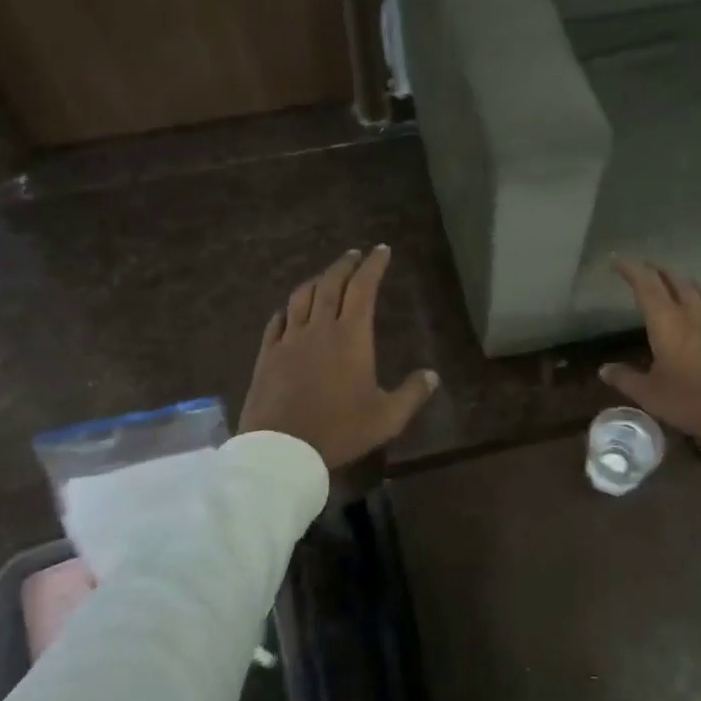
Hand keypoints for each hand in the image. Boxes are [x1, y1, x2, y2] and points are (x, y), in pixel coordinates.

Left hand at [239, 246, 438, 468]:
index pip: (364, 287)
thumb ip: (411, 394)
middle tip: (355, 254)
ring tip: (325, 275)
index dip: (373, 265)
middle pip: (331, 284)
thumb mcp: (386, 418)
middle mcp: (319, 328)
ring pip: (301, 297)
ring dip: (316, 280)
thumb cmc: (339, 430)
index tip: (382, 250)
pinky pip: (277, 321)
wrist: (282, 449)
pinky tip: (289, 310)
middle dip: (345, 264)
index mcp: (351, 337)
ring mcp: (290, 340)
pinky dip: (288, 309)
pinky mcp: (267, 355)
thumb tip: (432, 375)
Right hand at [599, 257, 700, 448]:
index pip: (646, 284)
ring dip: (679, 282)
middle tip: (642, 271)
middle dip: (655, 271)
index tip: (617, 260)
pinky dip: (700, 297)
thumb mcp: (651, 395)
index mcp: (668, 322)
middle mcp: (694, 311)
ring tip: (669, 285)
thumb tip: (604, 369)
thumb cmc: (693, 402)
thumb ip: (625, 378)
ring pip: (696, 288)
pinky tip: (700, 308)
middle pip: (673, 279)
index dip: (630, 269)